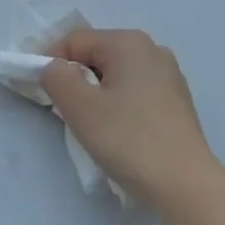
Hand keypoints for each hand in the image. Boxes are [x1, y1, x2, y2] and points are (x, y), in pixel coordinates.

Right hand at [40, 28, 222, 205]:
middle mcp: (152, 49)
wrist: (185, 184)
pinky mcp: (176, 101)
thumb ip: (56, 77)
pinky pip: (135, 91)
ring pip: (116, 75)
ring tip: (91, 125)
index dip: (50, 62)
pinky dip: (118, 104)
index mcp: (128, 42)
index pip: (75, 41)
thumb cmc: (128, 140)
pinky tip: (118, 132)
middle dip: (75, 78)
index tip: (38, 92)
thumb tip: (54, 67)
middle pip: (97, 55)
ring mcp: (169, 75)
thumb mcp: (80, 107)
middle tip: (63, 112)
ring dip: (96, 93)